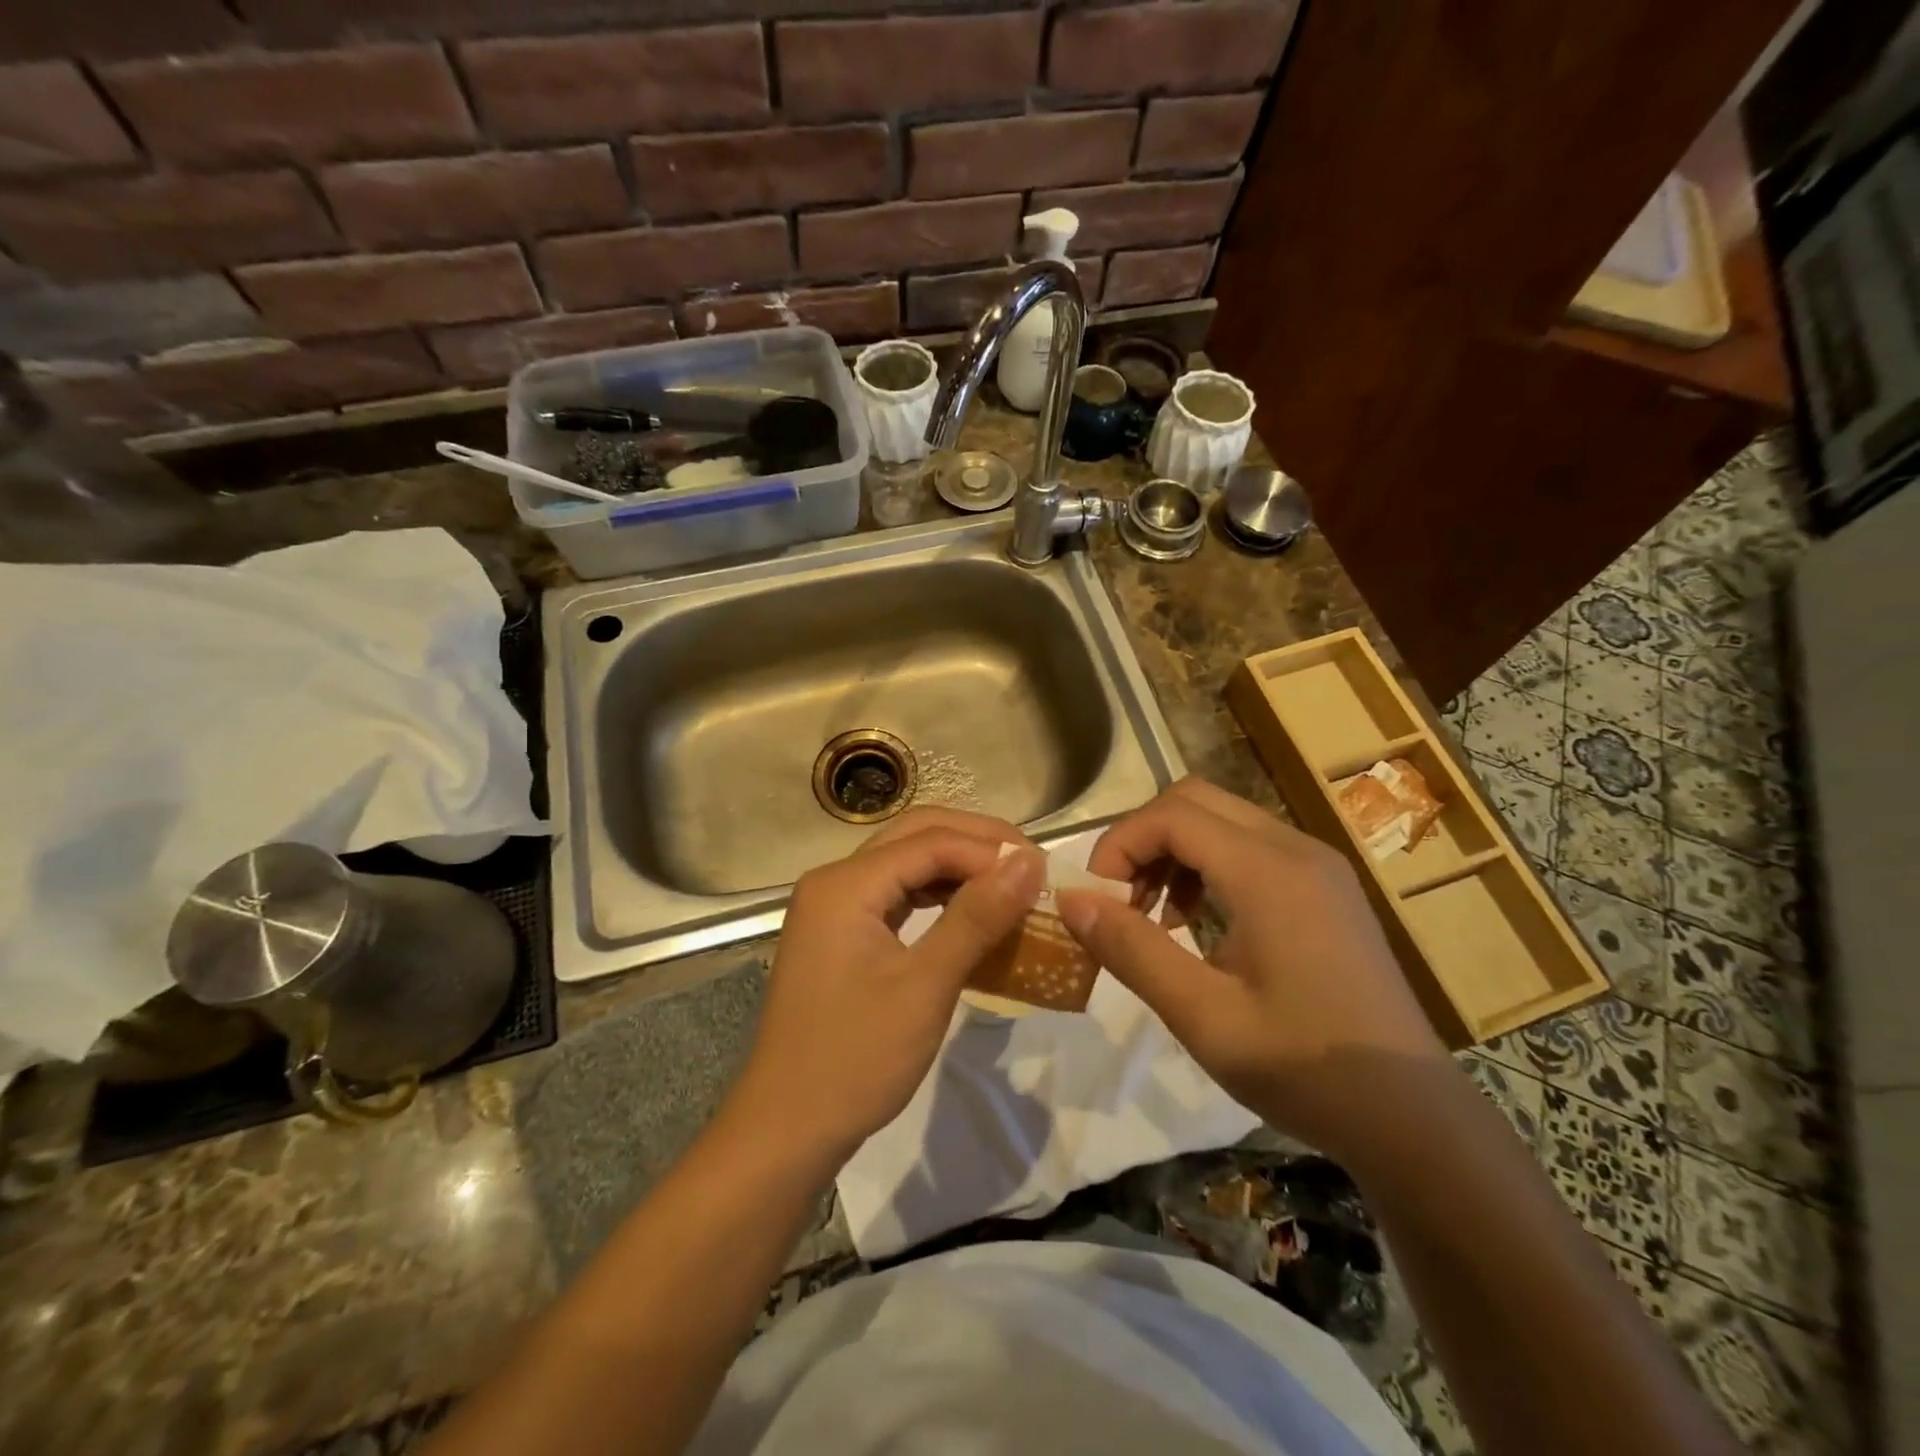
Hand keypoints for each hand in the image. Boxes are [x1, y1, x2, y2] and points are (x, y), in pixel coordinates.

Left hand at [731, 809, 1041, 1166]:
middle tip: (1031, 866)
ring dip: (958, 866)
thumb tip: (1028, 863)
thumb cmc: (856, 1059)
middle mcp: (834, 880)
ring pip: (906, 861)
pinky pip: (895, 893)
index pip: (931, 841)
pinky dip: (936, 894)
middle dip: (976, 844)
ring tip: (1011, 884)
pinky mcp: (840, 932)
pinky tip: (971, 910)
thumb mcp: (925, 986)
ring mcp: (833, 906)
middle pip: (915, 835)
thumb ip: (977, 917)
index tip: (1045, 872)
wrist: (786, 1129)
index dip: (990, 850)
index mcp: (845, 884)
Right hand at [1055, 778, 1448, 1162]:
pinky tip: (1198, 922)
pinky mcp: (1325, 885)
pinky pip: (1249, 846)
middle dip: (1142, 840)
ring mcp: (1317, 864)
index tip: (1097, 900)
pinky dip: (1207, 865)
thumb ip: (1131, 949)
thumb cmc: (1305, 1068)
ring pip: (1221, 819)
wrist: (1412, 1116)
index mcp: (1268, 872)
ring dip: (1173, 851)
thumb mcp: (1203, 1016)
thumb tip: (1069, 898)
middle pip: (1194, 800)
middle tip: (1121, 902)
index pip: (1171, 814)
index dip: (1119, 844)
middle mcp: (1295, 848)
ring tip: (1154, 917)